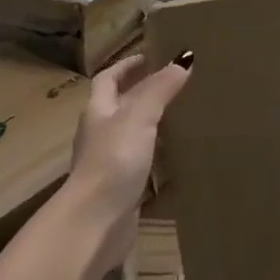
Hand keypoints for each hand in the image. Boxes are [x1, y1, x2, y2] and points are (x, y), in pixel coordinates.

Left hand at [60, 51, 192, 271]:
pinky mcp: (121, 189)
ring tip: (180, 116)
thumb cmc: (113, 160)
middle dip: (140, 94)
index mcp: (98, 112)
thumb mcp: (139, 116)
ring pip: (130, 135)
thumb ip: (160, 89)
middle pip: (117, 107)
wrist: (96, 222)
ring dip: (150, 125)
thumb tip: (183, 59)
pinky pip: (140, 164)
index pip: (108, 80)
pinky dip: (156, 156)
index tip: (148, 57)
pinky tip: (176, 157)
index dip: (125, 66)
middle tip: (173, 84)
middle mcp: (100, 135)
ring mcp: (109, 163)